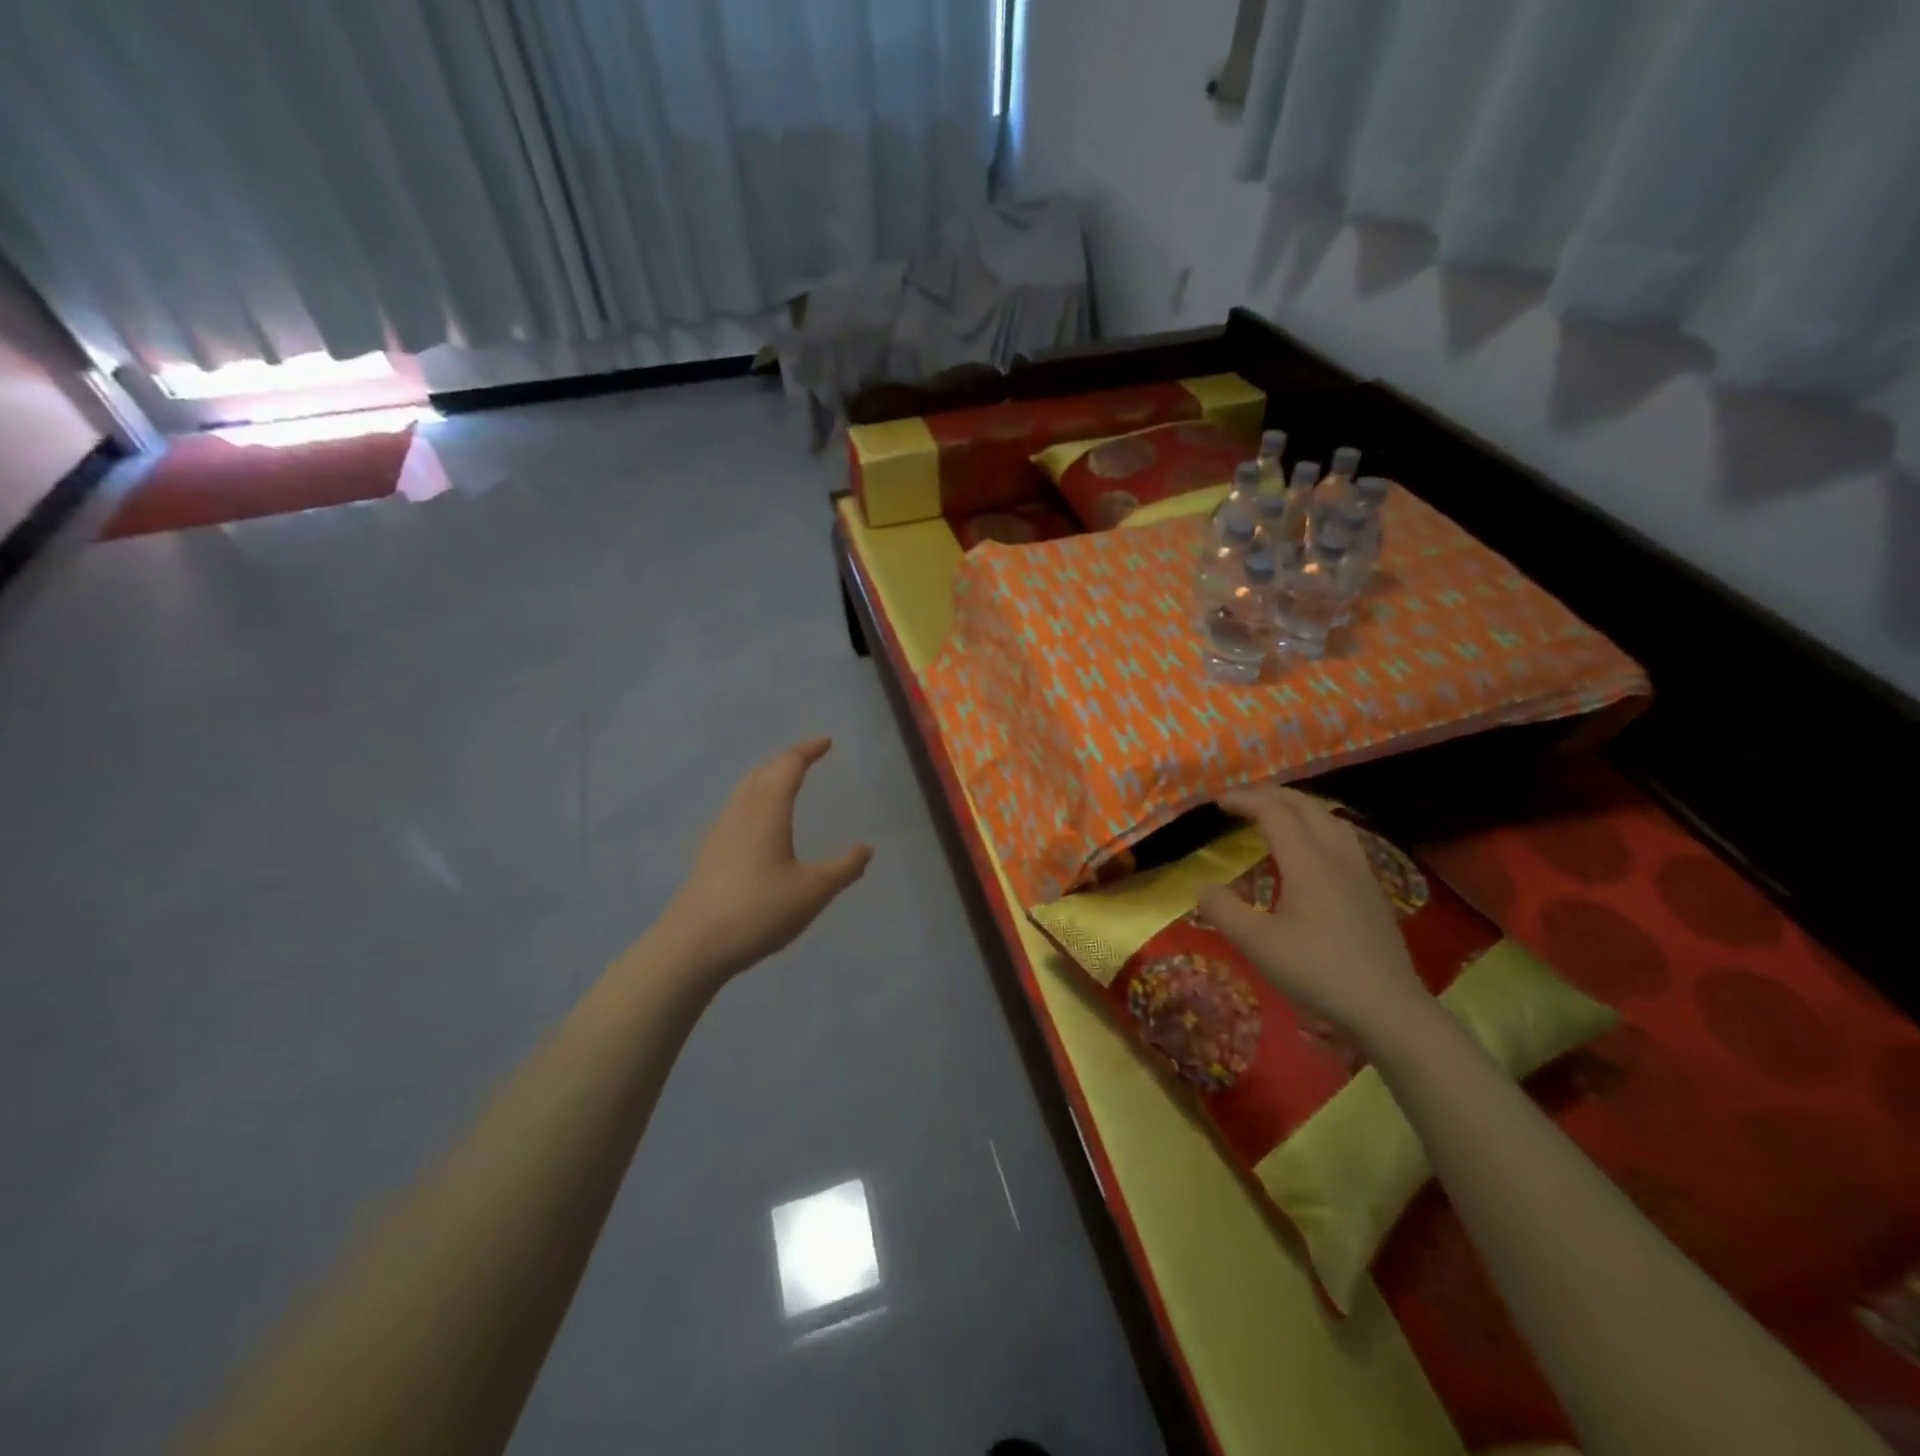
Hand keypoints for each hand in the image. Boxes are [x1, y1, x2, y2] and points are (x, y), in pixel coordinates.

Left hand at [660, 738, 872, 981]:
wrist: (693, 945)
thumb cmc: (758, 911)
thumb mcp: (813, 892)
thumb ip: (843, 868)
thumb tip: (866, 848)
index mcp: (767, 811)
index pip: (788, 767)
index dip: (807, 751)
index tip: (826, 742)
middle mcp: (741, 812)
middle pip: (762, 772)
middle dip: (786, 759)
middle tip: (808, 757)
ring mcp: (720, 832)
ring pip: (744, 789)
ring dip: (767, 777)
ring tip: (785, 781)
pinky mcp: (709, 853)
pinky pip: (736, 808)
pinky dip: (754, 798)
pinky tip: (758, 822)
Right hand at [1196, 784, 1429, 1043]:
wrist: (1388, 1009)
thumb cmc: (1318, 972)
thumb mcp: (1257, 944)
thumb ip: (1223, 910)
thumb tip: (1202, 887)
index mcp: (1308, 862)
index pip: (1274, 812)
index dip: (1244, 800)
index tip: (1217, 802)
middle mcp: (1338, 857)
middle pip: (1306, 806)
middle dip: (1272, 795)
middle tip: (1242, 800)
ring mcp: (1361, 873)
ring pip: (1331, 819)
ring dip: (1299, 807)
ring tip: (1276, 814)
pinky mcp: (1372, 891)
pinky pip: (1343, 839)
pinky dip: (1318, 827)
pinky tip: (1311, 851)